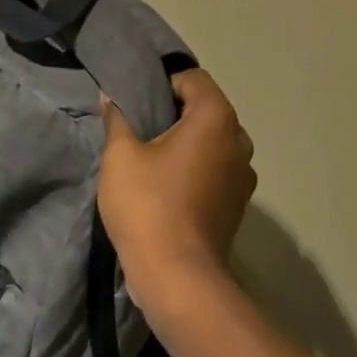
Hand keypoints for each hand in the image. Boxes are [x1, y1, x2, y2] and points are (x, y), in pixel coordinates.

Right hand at [98, 70, 256, 323]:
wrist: (177, 277)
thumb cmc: (148, 206)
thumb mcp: (121, 156)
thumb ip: (118, 119)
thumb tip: (112, 97)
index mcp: (216, 117)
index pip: (193, 79)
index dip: (164, 84)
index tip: (138, 105)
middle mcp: (239, 139)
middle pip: (206, 108)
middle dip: (176, 114)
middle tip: (141, 131)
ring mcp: (244, 173)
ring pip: (214, 140)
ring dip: (188, 143)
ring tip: (154, 160)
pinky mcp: (240, 202)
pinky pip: (218, 169)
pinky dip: (198, 168)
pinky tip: (171, 187)